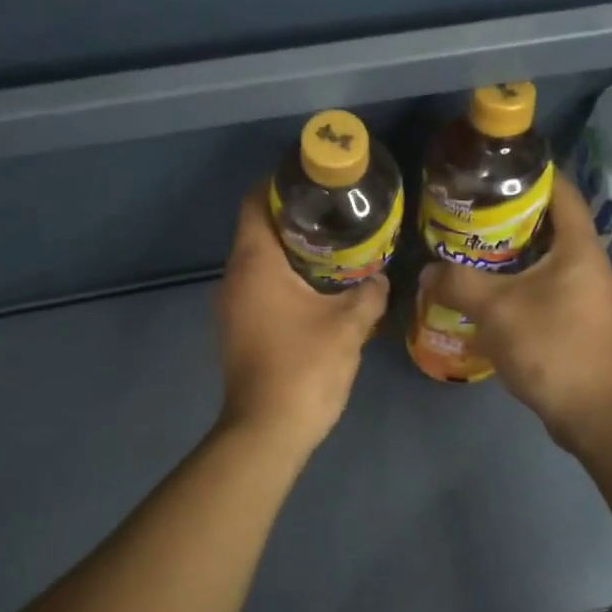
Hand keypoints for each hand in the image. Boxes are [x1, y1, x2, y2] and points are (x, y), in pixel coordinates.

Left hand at [215, 186, 388, 450]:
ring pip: (260, 261)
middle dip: (296, 217)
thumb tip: (380, 279)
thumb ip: (369, 294)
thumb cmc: (305, 368)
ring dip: (293, 251)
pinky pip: (260, 287)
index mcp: (255, 263)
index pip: (255, 202)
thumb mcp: (349, 326)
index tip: (315, 180)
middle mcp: (234, 277)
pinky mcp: (239, 329)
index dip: (280, 184)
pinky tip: (321, 289)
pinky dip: (286, 279)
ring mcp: (232, 306)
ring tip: (337, 248)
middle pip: (259, 230)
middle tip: (339, 214)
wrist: (268, 431)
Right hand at [420, 175, 611, 448]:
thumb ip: (457, 283)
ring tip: (469, 251)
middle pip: (548, 224)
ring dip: (510, 254)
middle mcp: (588, 263)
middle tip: (467, 214)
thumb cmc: (550, 348)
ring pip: (544, 258)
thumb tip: (427, 270)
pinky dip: (517, 283)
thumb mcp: (496, 310)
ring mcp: (585, 293)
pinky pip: (545, 286)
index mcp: (578, 246)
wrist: (592, 411)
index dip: (528, 174)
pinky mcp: (577, 319)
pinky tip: (487, 294)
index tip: (490, 172)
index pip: (560, 190)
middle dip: (508, 216)